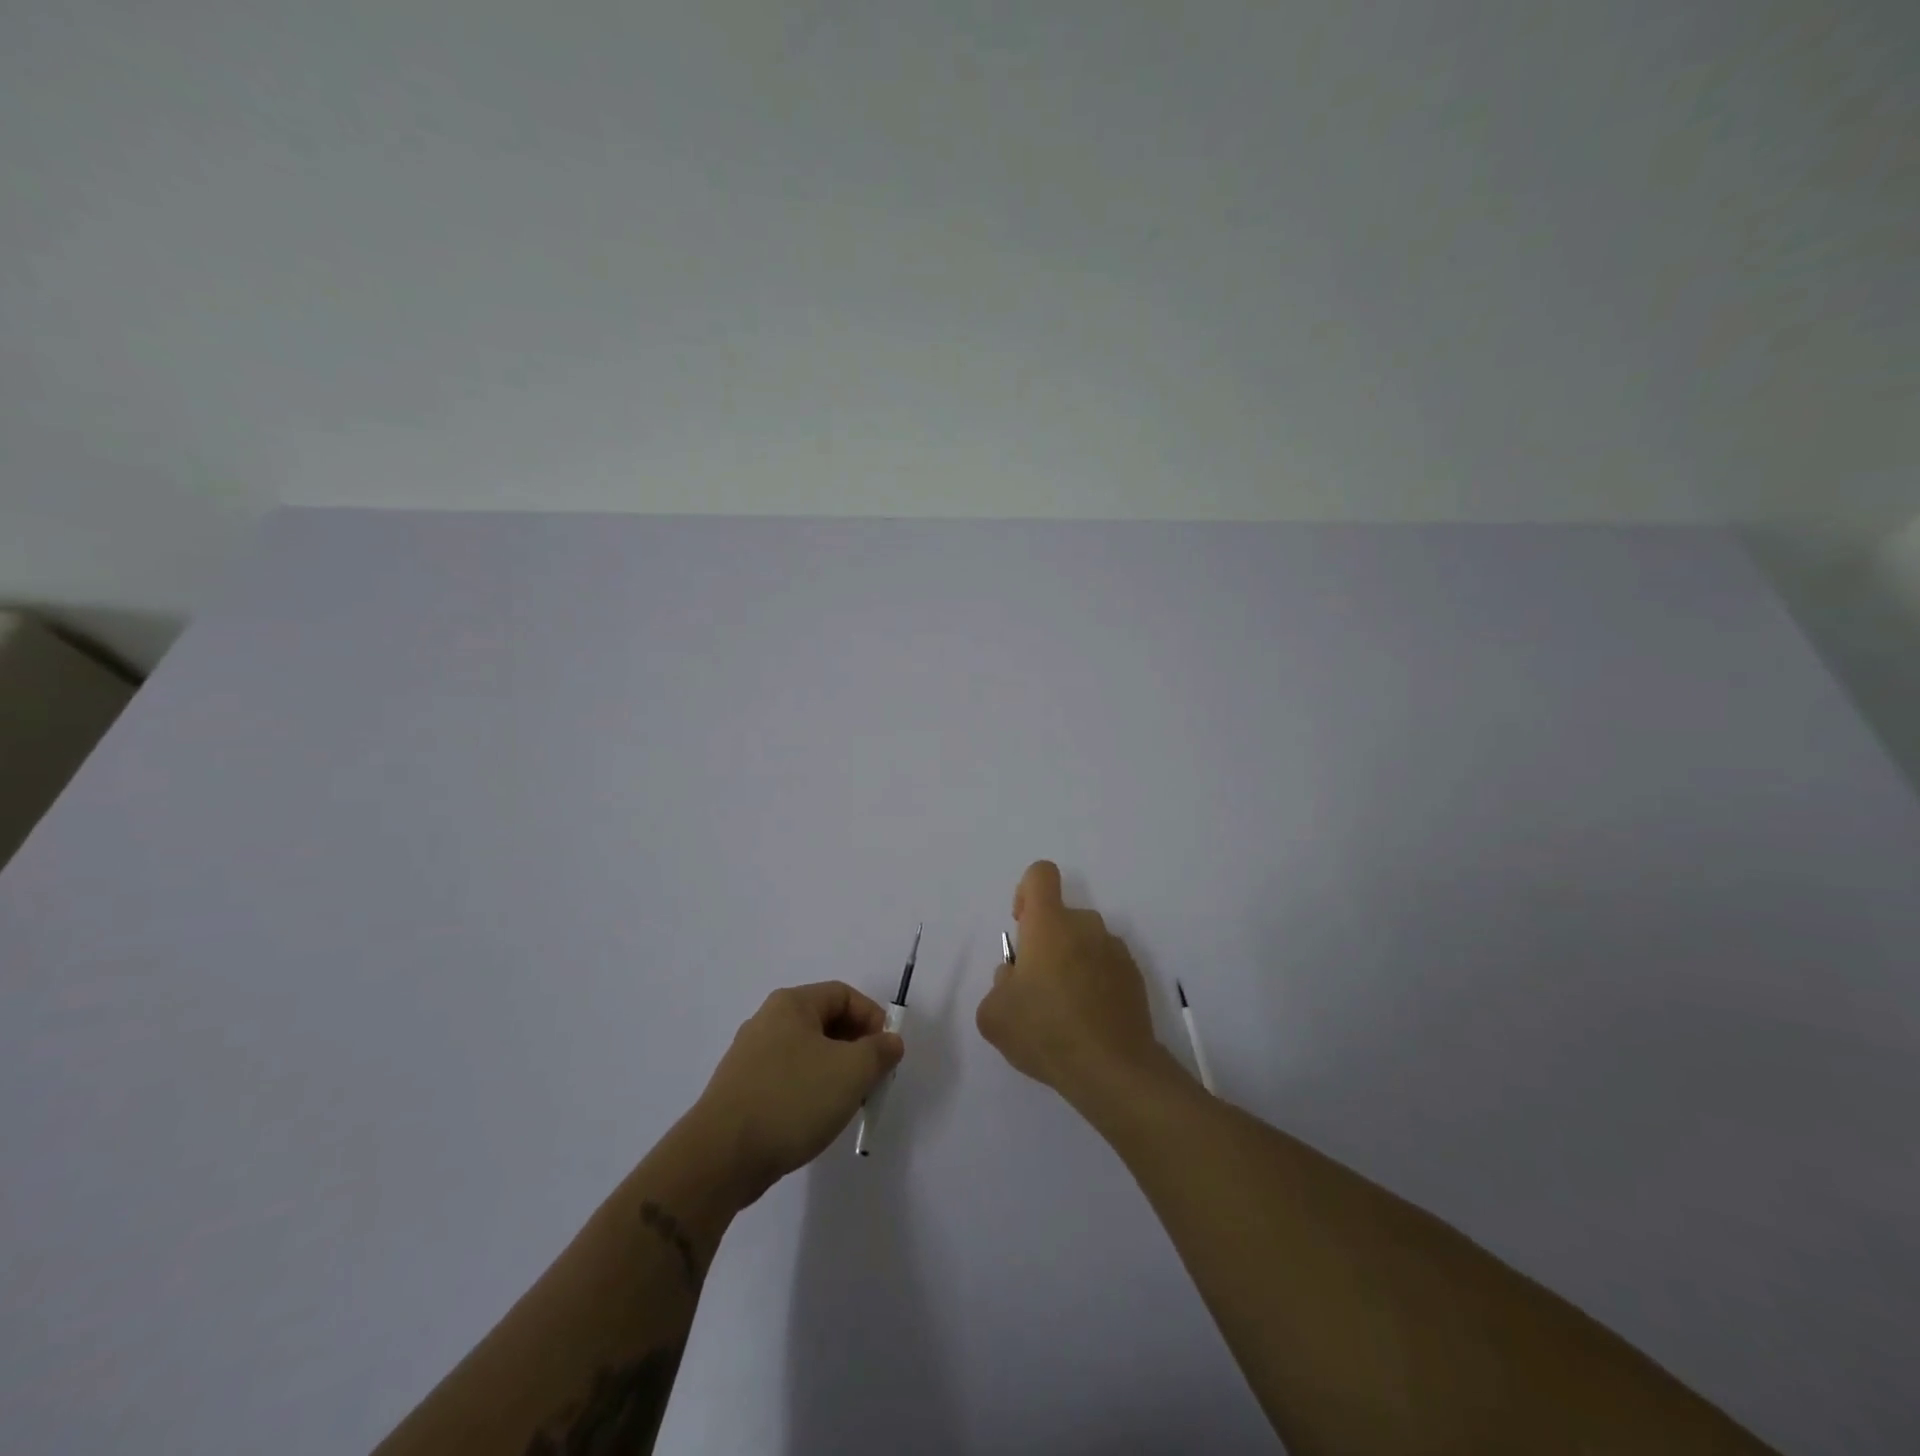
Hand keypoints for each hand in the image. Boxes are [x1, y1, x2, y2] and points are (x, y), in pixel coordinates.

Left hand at [694, 981, 904, 1202]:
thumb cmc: (792, 1099)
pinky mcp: (740, 1090)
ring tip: (847, 1103)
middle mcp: (767, 1021)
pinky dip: (809, 1090)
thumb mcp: (852, 1071)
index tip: (887, 1053)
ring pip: (807, 1053)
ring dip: (835, 1071)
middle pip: (825, 1022)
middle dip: (856, 1048)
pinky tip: (815, 1119)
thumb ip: (880, 1051)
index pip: (844, 995)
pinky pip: (787, 1078)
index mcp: (791, 1004)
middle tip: (872, 1079)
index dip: (873, 1018)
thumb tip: (890, 1042)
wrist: (720, 1157)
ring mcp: (749, 1057)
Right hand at [976, 861, 1180, 1109]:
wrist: (1113, 1070)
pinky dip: (1095, 983)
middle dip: (1047, 943)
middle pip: (1062, 917)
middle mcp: (1086, 926)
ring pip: (1085, 943)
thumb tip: (1016, 976)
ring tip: (1064, 1011)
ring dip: (1072, 963)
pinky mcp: (1135, 977)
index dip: (1026, 891)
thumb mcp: (994, 1014)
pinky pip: (1106, 967)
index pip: (1041, 875)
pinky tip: (1088, 1021)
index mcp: (1049, 924)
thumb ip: (999, 984)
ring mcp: (1115, 950)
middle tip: (1036, 988)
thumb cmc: (1046, 1032)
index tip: (1021, 925)